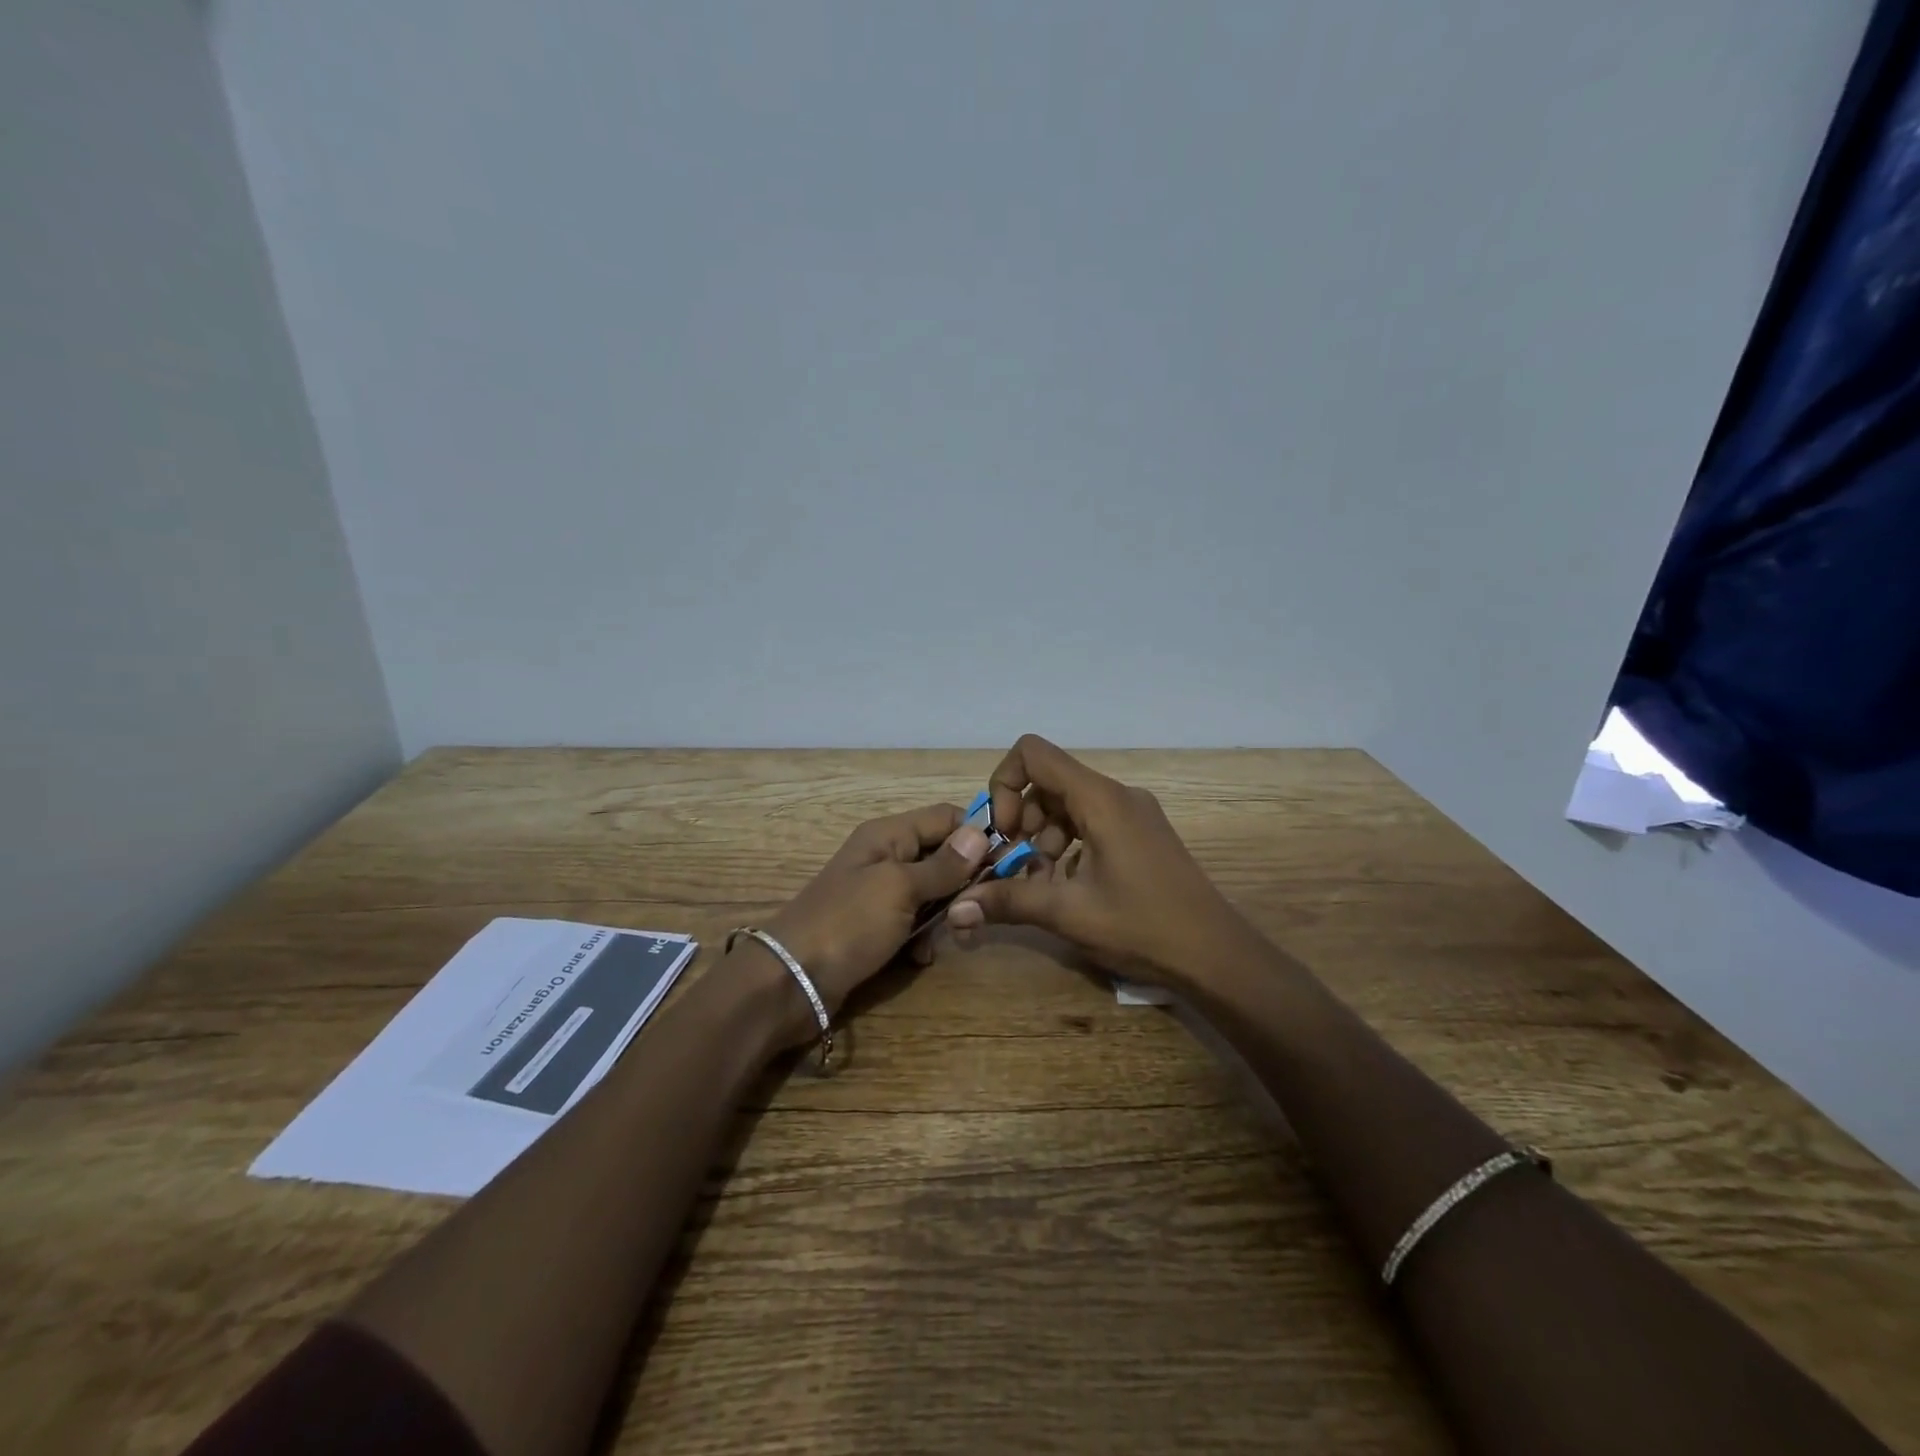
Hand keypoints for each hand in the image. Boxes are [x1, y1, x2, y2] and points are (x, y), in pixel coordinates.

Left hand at [758, 803, 991, 1034]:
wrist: (790, 982)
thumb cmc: (847, 923)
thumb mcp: (899, 888)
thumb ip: (943, 865)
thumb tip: (981, 833)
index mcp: (889, 835)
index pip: (946, 817)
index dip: (977, 835)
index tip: (1007, 862)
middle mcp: (886, 857)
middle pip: (943, 856)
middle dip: (964, 882)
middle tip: (977, 910)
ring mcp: (880, 895)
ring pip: (933, 894)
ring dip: (945, 915)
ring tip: (952, 937)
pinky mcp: (876, 928)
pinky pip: (914, 924)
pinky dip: (922, 939)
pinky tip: (919, 958)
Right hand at [947, 735, 1250, 987]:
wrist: (1216, 955)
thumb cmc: (1143, 926)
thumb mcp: (1069, 913)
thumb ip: (1009, 901)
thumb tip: (956, 909)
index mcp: (1099, 798)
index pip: (1033, 753)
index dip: (1004, 784)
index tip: (1003, 832)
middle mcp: (1116, 794)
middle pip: (1048, 781)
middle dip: (1020, 819)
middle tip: (1014, 865)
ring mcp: (1132, 813)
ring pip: (1067, 804)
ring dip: (1041, 836)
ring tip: (1039, 881)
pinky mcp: (1140, 834)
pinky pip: (1090, 822)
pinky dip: (1066, 844)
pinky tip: (1065, 886)